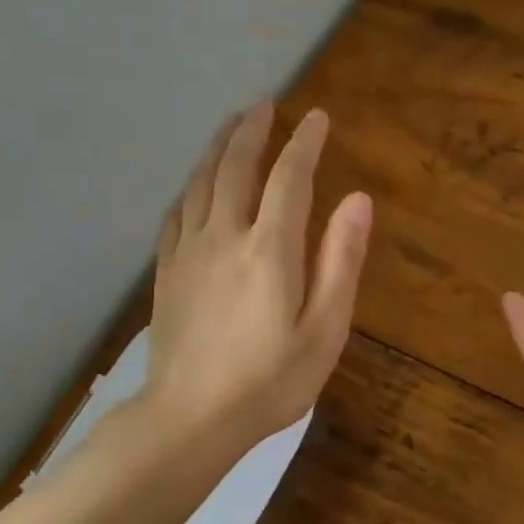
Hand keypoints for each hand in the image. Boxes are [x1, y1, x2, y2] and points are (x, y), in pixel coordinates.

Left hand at [146, 102, 371, 452]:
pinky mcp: (166, 273)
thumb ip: (340, 261)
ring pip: (200, 182)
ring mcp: (188, 252)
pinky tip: (194, 185)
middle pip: (235, 167)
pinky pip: (176, 213)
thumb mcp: (324, 329)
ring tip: (231, 126)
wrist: (190, 419)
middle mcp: (224, 236)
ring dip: (217, 147)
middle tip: (265, 104)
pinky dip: (190, 187)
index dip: (304, 143)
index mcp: (269, 249)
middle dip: (253, 130)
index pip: (289, 178)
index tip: (316, 118)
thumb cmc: (269, 381)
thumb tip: (357, 199)